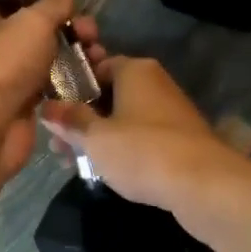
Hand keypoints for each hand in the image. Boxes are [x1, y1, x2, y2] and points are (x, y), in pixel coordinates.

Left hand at [0, 0, 99, 181]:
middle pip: (39, 30)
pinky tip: (92, 80)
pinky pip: (51, 87)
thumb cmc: (3, 63)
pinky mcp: (23, 105)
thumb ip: (55, 0)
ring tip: (99, 58)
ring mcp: (9, 77)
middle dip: (70, 28)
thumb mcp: (33, 22)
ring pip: (48, 59)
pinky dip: (70, 83)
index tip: (76, 0)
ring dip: (75, 56)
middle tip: (92, 33)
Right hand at [38, 55, 248, 212]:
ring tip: (71, 162)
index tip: (52, 109)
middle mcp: (155, 84)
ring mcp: (170, 113)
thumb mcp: (96, 137)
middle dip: (81, 119)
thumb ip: (70, 120)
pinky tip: (104, 171)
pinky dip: (122, 150)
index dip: (72, 85)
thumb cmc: (142, 150)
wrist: (204, 185)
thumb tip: (46, 107)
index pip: (97, 66)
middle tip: (56, 144)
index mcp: (135, 70)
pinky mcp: (180, 141)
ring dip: (98, 138)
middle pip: (109, 95)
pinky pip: (141, 138)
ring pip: (124, 119)